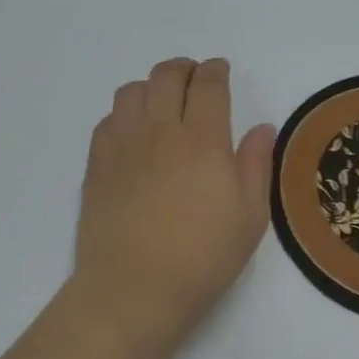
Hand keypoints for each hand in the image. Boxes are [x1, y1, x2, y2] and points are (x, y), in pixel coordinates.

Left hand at [71, 58, 276, 345]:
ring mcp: (123, 144)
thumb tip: (261, 127)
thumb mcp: (249, 217)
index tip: (220, 71)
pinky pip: (108, 119)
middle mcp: (160, 130)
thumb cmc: (202, 257)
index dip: (216, 70)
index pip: (208, 84)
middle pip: (167, 76)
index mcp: (203, 139)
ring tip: (162, 103)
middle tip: (195, 80)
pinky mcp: (97, 163)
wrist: (133, 289)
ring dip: (151, 86)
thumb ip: (256, 164)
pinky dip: (125, 113)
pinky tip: (134, 133)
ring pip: (132, 90)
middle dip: (184, 69)